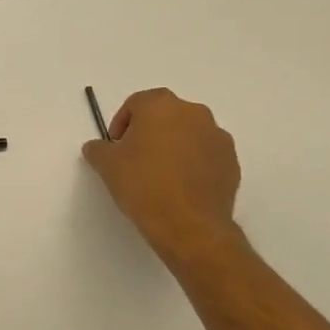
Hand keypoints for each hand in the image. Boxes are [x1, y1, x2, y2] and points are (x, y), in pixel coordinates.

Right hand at [82, 88, 245, 263]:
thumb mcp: (107, 165)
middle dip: (150, 131)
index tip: (116, 146)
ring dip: (174, 146)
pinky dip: (194, 163)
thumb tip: (98, 147)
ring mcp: (217, 137)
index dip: (122, 123)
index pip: (136, 103)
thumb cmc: (144, 185)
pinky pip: (206, 154)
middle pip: (165, 115)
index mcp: (161, 105)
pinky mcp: (232, 162)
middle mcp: (193, 113)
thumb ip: (98, 149)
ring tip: (160, 174)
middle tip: (136, 157)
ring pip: (188, 133)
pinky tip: (181, 186)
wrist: (189, 225)